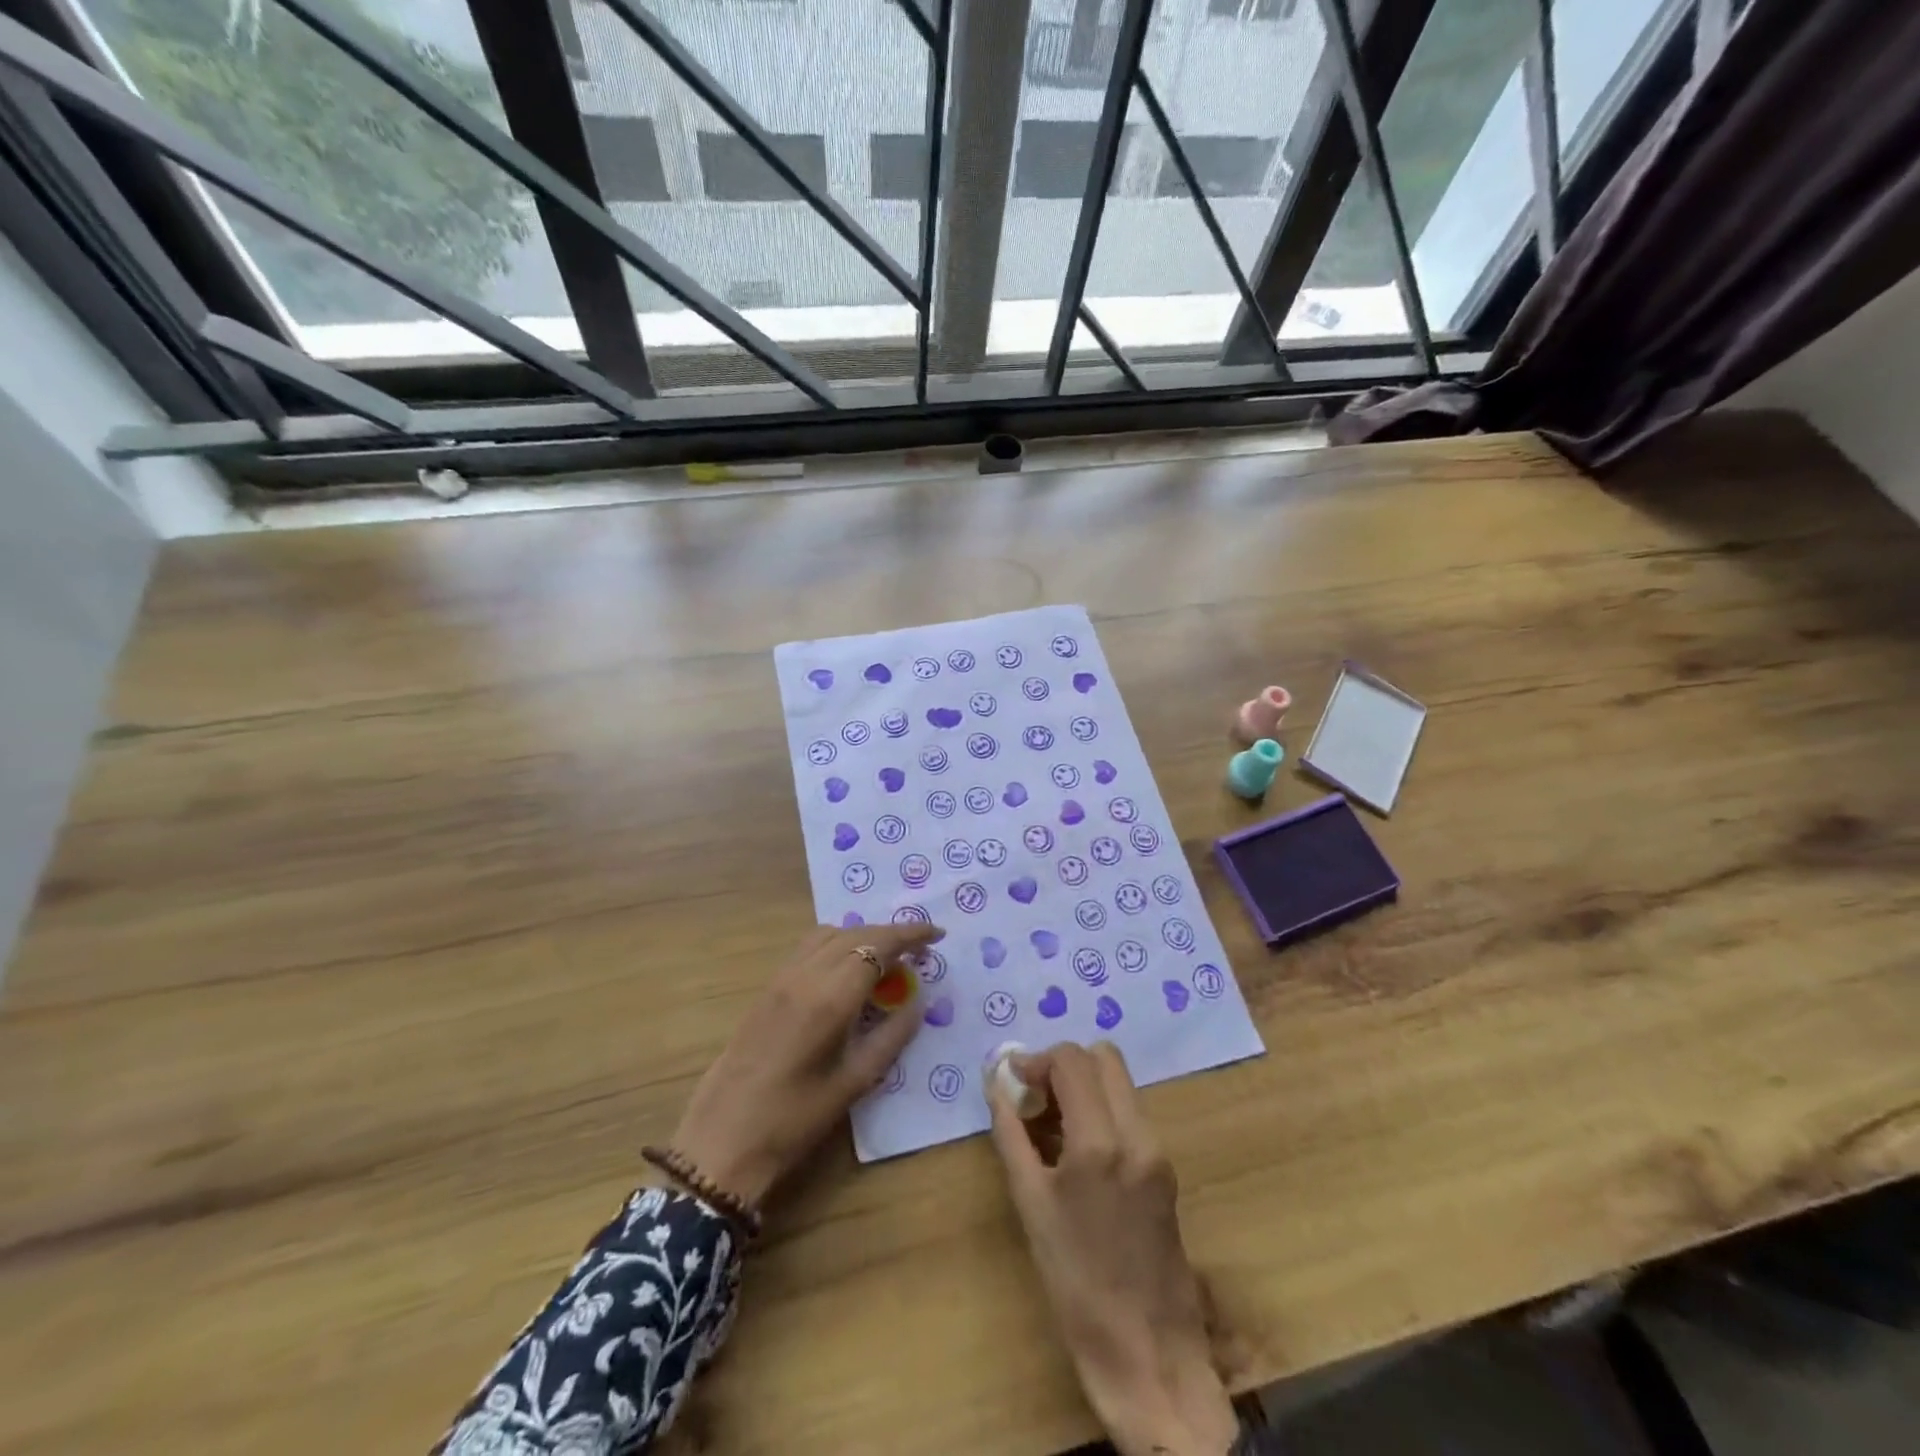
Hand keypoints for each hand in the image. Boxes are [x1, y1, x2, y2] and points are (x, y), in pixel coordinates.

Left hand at [667, 923, 940, 1208]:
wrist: (723, 1139)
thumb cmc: (795, 1120)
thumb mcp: (855, 1083)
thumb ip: (892, 1036)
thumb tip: (917, 1002)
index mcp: (830, 998)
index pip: (878, 945)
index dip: (911, 934)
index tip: (937, 935)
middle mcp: (805, 975)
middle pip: (856, 933)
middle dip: (891, 934)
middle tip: (920, 951)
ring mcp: (781, 978)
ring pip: (829, 934)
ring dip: (862, 935)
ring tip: (885, 958)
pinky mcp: (767, 987)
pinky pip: (809, 947)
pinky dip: (837, 944)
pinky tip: (847, 970)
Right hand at [989, 1043, 1237, 1455]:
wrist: (1148, 1351)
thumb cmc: (1075, 1283)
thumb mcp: (1030, 1205)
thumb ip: (1011, 1134)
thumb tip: (997, 1084)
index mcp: (1100, 1142)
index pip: (1072, 1060)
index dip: (1038, 1060)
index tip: (1014, 1081)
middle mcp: (1136, 1133)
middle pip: (1103, 1057)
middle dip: (1064, 1065)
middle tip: (1037, 1097)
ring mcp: (1157, 1148)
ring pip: (1119, 1082)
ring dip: (1084, 1086)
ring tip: (1052, 1125)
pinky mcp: (1166, 1166)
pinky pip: (1130, 1112)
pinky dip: (1101, 1110)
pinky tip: (1077, 1150)